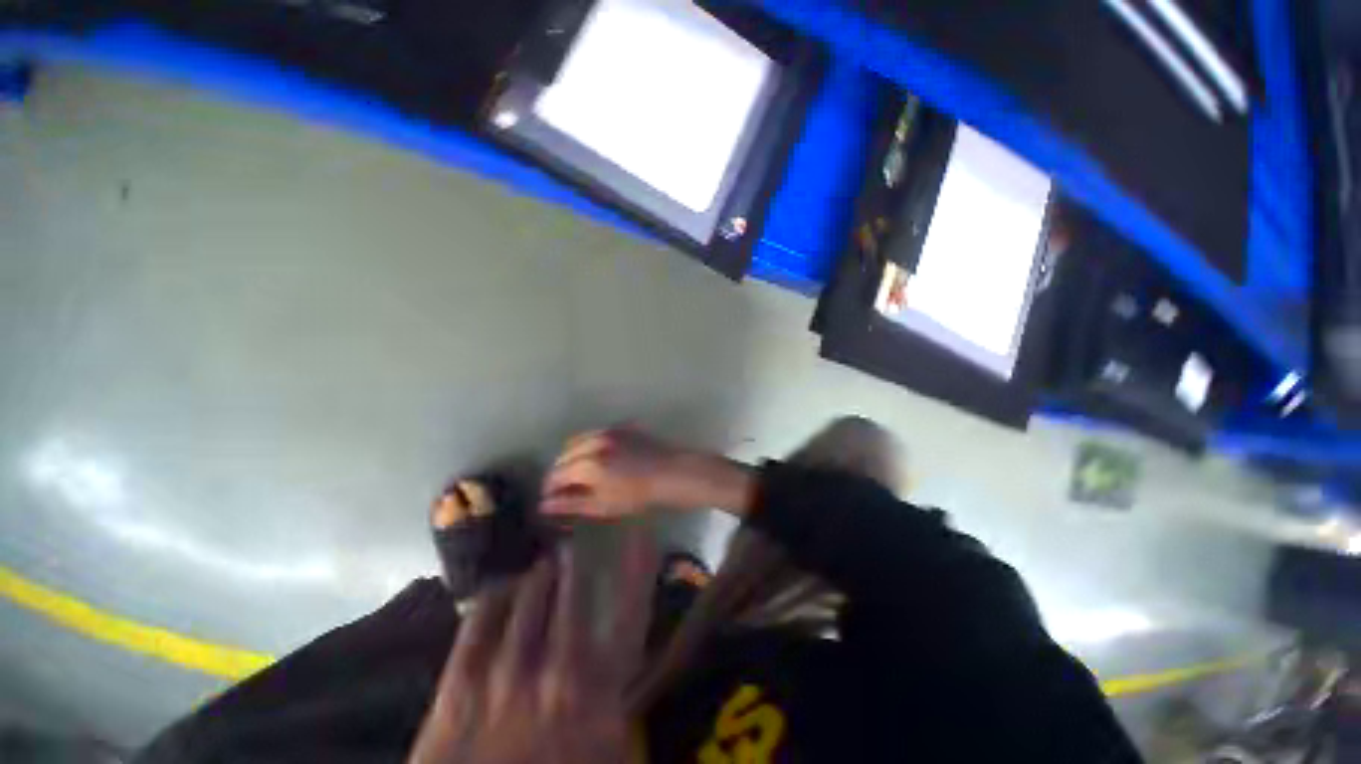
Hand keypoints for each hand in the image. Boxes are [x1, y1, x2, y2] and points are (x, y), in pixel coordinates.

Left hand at [407, 538, 653, 763]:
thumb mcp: (608, 751)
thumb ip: (622, 706)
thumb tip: (630, 659)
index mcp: (599, 695)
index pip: (631, 615)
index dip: (639, 571)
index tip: (644, 536)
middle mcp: (558, 673)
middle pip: (574, 595)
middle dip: (576, 563)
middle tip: (575, 547)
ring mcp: (506, 676)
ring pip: (530, 597)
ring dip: (540, 574)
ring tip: (545, 564)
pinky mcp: (460, 684)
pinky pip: (481, 618)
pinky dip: (496, 595)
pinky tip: (504, 587)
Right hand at [541, 429, 755, 519]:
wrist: (671, 473)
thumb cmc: (637, 495)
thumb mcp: (602, 505)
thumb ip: (571, 504)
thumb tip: (544, 504)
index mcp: (586, 463)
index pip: (556, 474)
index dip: (550, 488)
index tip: (550, 499)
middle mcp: (592, 441)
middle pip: (564, 455)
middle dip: (560, 471)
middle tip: (565, 489)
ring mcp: (608, 431)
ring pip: (578, 441)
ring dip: (573, 456)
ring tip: (580, 473)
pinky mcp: (621, 426)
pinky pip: (596, 433)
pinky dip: (590, 445)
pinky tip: (599, 458)